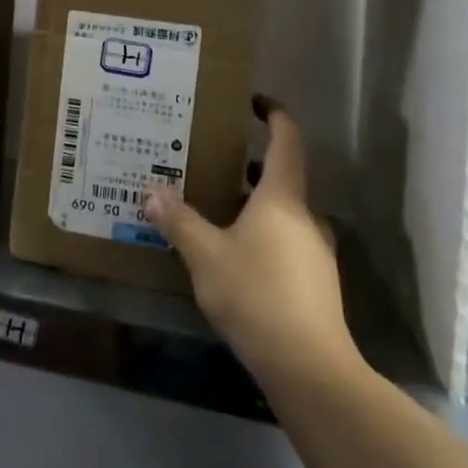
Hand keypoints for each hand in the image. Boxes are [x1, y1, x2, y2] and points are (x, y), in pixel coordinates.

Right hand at [145, 97, 359, 385]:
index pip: (287, 140)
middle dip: (249, 165)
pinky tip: (234, 255)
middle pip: (281, 177)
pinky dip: (263, 234)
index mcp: (282, 197)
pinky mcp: (316, 283)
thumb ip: (178, 221)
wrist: (308, 366)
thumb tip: (151, 191)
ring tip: (216, 207)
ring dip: (254, 203)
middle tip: (212, 160)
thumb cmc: (255, 293)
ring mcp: (315, 251)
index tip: (253, 102)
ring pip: (283, 213)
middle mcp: (304, 216)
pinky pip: (287, 242)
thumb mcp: (205, 254)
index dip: (274, 115)